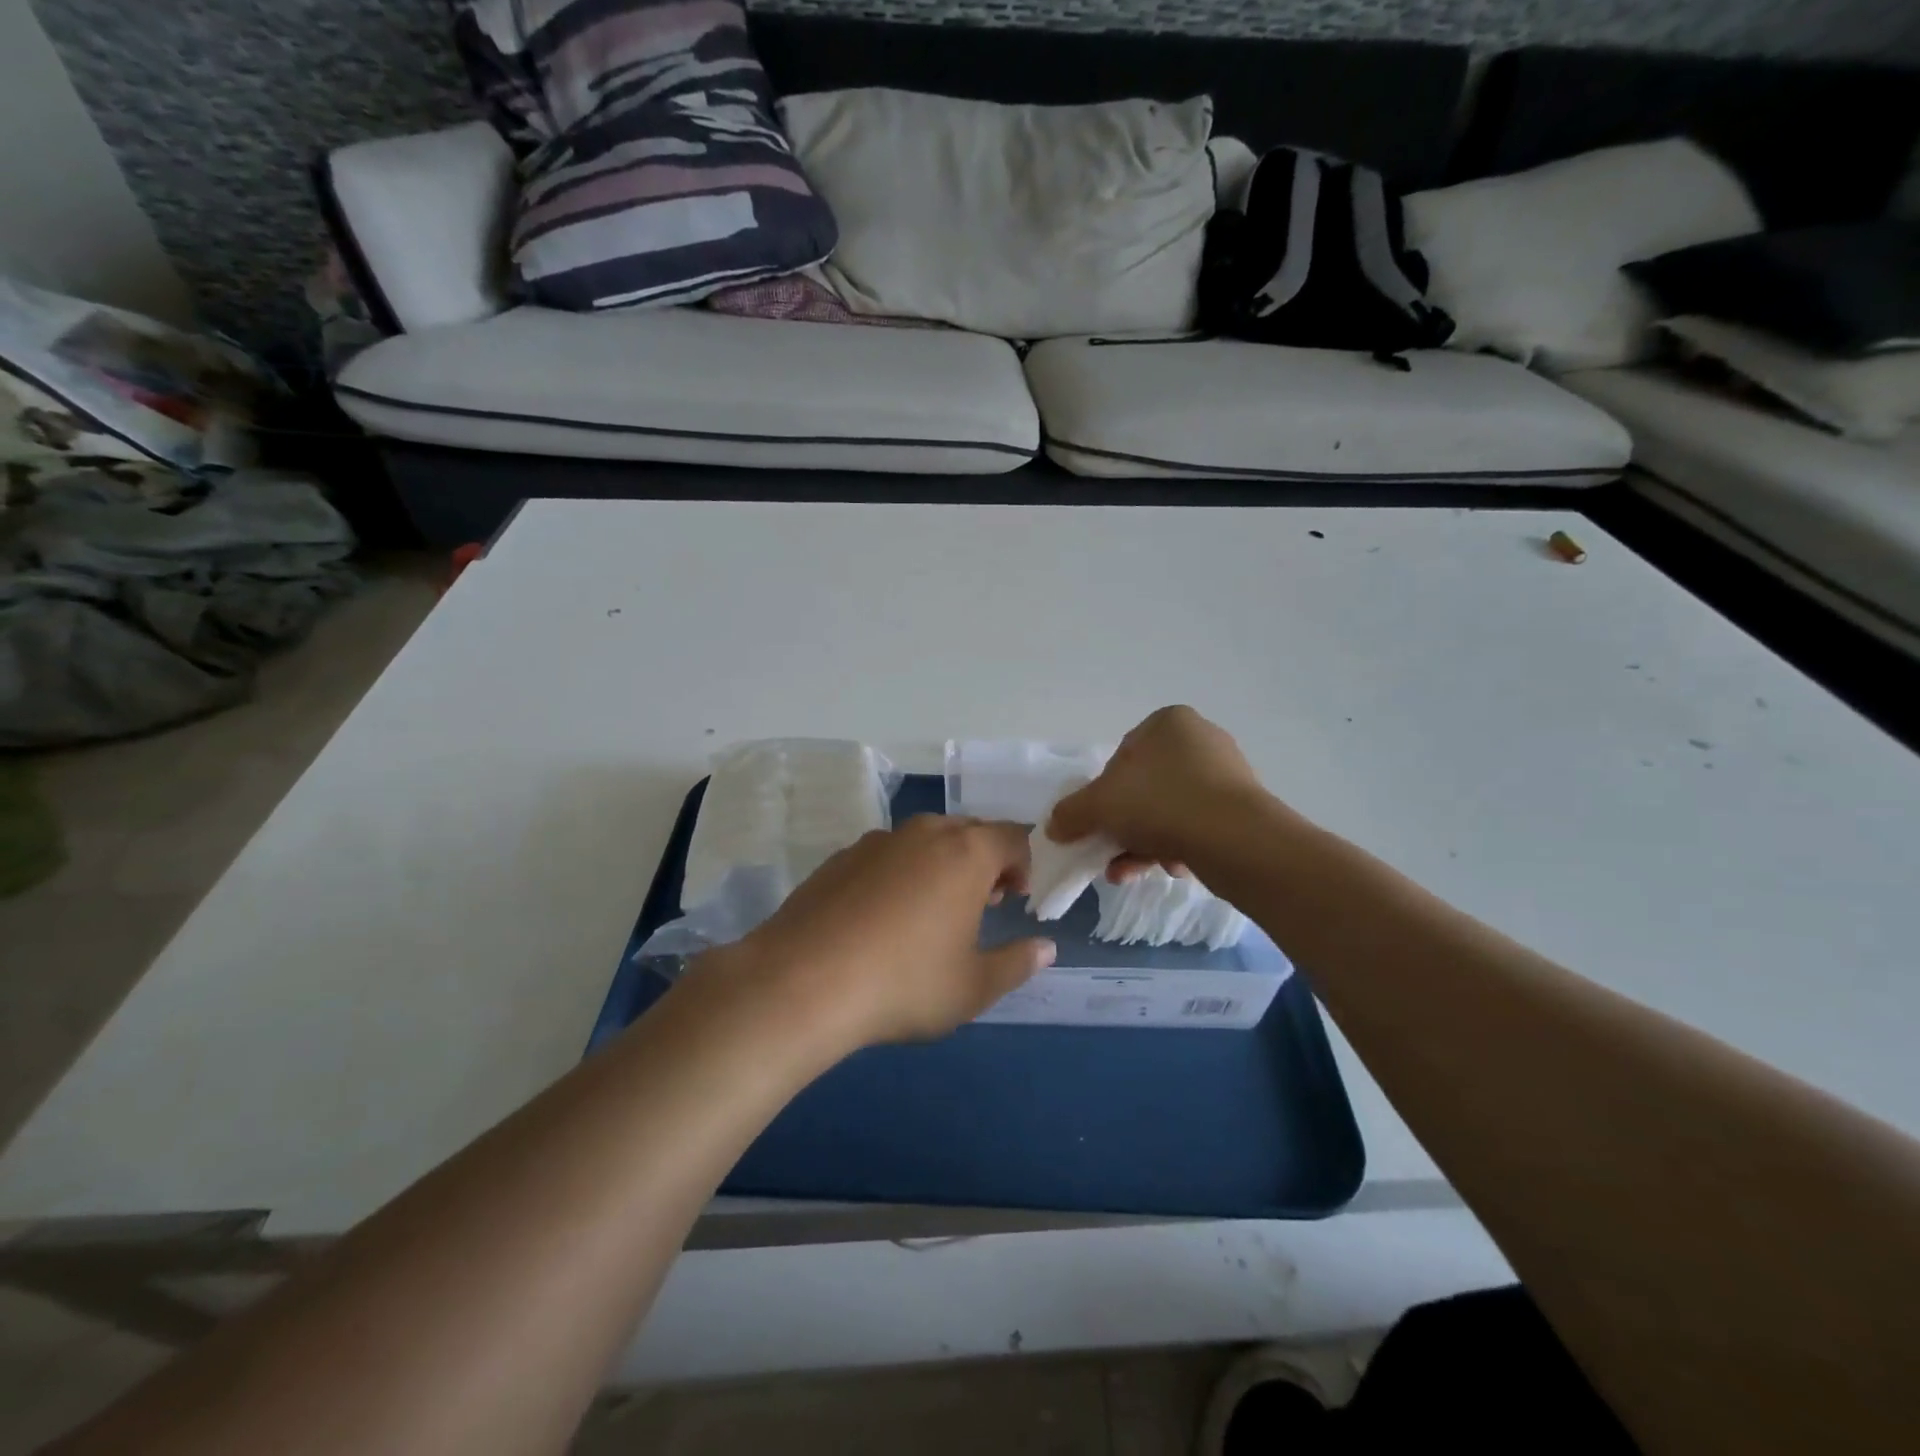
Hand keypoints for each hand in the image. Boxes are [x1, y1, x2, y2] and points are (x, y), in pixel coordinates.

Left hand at [725, 816, 1055, 1048]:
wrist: (801, 982)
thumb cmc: (904, 984)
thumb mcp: (973, 987)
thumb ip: (1016, 963)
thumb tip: (1045, 948)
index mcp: (966, 853)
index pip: (1013, 837)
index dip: (1023, 864)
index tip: (1014, 899)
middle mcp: (923, 833)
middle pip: (968, 832)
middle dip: (984, 862)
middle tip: (981, 905)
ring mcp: (876, 841)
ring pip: (924, 841)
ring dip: (941, 865)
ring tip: (931, 913)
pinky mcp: (839, 857)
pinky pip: (886, 855)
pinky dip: (899, 874)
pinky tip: (882, 918)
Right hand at [1048, 706, 1269, 875]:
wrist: (1235, 838)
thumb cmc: (1159, 802)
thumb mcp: (1099, 805)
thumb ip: (1071, 813)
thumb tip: (1054, 827)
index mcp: (1168, 722)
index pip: (1122, 756)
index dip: (1105, 792)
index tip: (1101, 820)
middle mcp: (1201, 739)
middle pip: (1145, 787)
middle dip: (1125, 825)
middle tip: (1112, 853)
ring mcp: (1227, 774)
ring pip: (1170, 811)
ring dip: (1145, 843)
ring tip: (1131, 872)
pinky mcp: (1244, 808)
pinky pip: (1197, 826)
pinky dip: (1177, 847)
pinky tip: (1170, 869)